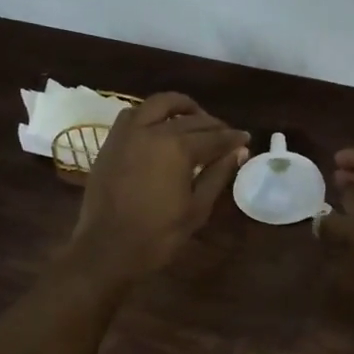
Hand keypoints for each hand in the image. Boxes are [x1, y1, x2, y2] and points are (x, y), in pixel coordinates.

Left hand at [68, 93, 248, 279]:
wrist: (107, 249)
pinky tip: (160, 128)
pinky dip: (151, 114)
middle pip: (190, 118)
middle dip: (212, 124)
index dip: (233, 138)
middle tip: (225, 135)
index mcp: (177, 148)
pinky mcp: (111, 142)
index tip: (246, 138)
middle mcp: (152, 131)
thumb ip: (218, 174)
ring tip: (193, 120)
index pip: (214, 137)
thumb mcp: (197, 207)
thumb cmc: (159, 235)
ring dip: (180, 108)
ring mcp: (127, 134)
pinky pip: (133, 115)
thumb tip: (239, 151)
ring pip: (158, 104)